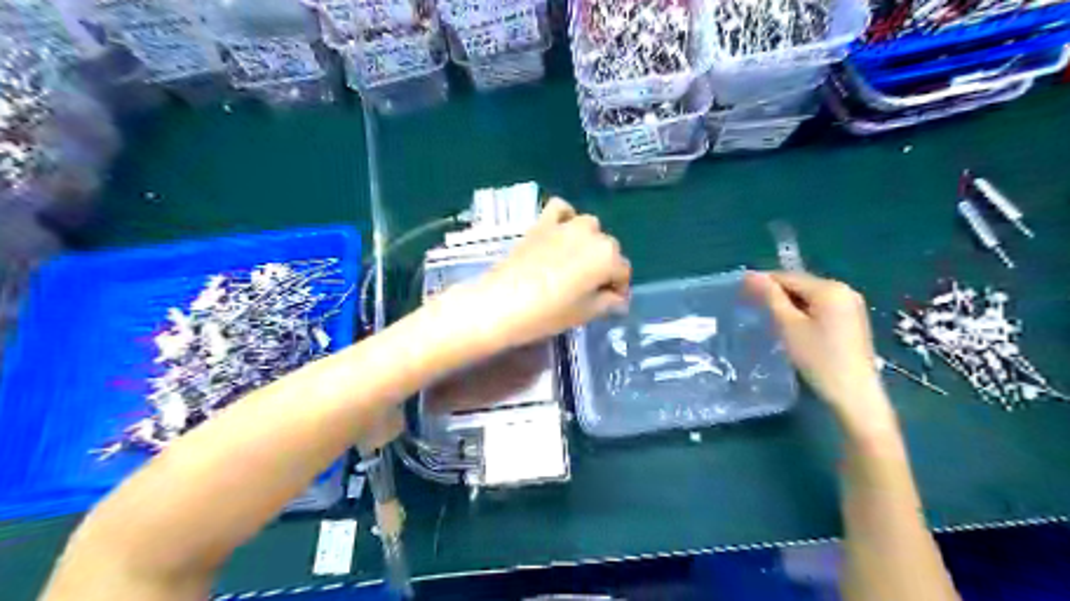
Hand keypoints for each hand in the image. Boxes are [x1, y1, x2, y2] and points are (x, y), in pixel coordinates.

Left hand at [472, 197, 628, 347]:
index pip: (623, 272)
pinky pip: (561, 210)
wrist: (501, 303)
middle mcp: (592, 234)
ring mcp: (566, 225)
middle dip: (605, 267)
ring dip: (588, 243)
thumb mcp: (585, 314)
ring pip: (589, 227)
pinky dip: (566, 218)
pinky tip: (561, 234)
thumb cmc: (548, 313)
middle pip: (608, 249)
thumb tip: (618, 299)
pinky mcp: (542, 222)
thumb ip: (608, 303)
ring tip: (576, 263)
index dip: (619, 289)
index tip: (611, 303)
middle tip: (591, 288)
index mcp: (608, 257)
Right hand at [746, 269, 886, 424]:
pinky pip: (821, 308)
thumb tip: (751, 275)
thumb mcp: (789, 326)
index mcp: (830, 288)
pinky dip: (803, 313)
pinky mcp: (852, 321)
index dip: (763, 282)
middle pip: (801, 285)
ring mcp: (851, 306)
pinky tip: (791, 327)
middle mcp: (845, 290)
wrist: (854, 395)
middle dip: (776, 293)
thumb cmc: (818, 359)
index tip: (739, 291)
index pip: (788, 277)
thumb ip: (771, 297)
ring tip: (767, 317)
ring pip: (810, 297)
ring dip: (788, 304)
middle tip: (750, 306)